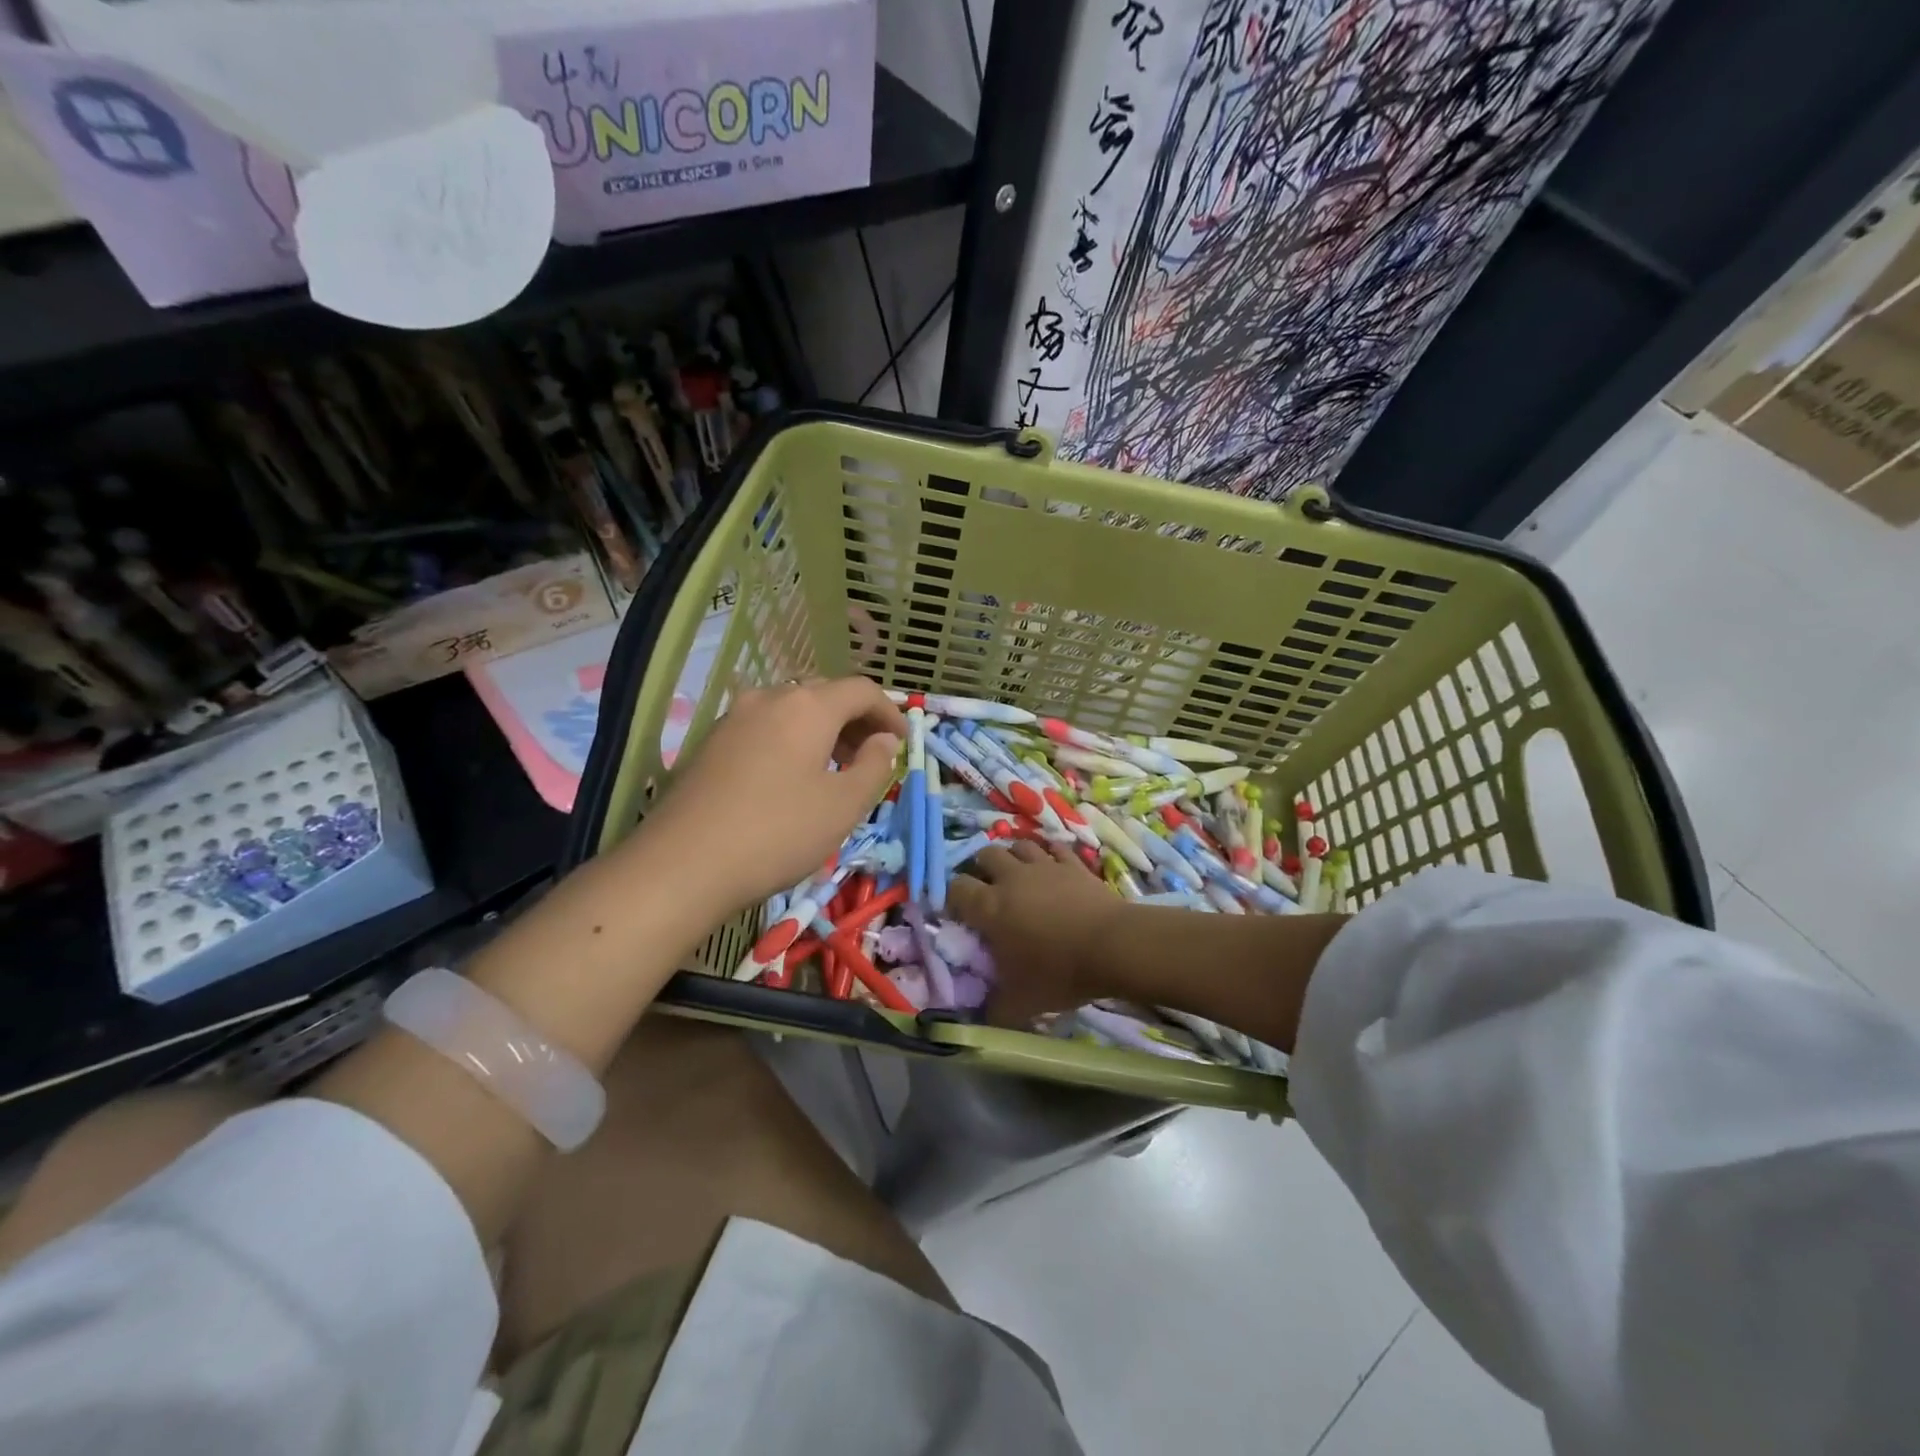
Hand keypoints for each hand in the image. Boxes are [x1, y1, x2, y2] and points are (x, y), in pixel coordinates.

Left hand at [634, 677, 905, 911]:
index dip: (890, 712)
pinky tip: (792, 779)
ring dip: (822, 731)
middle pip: (824, 695)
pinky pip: (764, 729)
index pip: (861, 690)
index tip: (904, 742)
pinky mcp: (710, 743)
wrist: (681, 865)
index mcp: (808, 706)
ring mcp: (734, 718)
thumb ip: (874, 766)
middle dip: (856, 720)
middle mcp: (769, 698)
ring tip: (836, 769)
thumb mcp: (843, 806)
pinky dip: (791, 741)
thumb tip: (883, 740)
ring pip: (791, 711)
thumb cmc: (778, 833)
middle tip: (872, 755)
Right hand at [947, 842, 1124, 1026]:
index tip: (960, 914)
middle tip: (988, 890)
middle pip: (986, 855)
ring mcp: (1044, 866)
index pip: (956, 888)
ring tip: (1018, 875)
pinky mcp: (1073, 864)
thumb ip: (994, 1010)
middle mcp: (1011, 878)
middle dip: (982, 869)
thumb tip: (980, 1019)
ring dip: (1014, 857)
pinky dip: (1049, 855)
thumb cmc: (1059, 972)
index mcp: (989, 908)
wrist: (1113, 947)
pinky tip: (1052, 867)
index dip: (953, 898)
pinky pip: (1055, 848)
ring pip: (1019, 845)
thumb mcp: (1021, 1003)